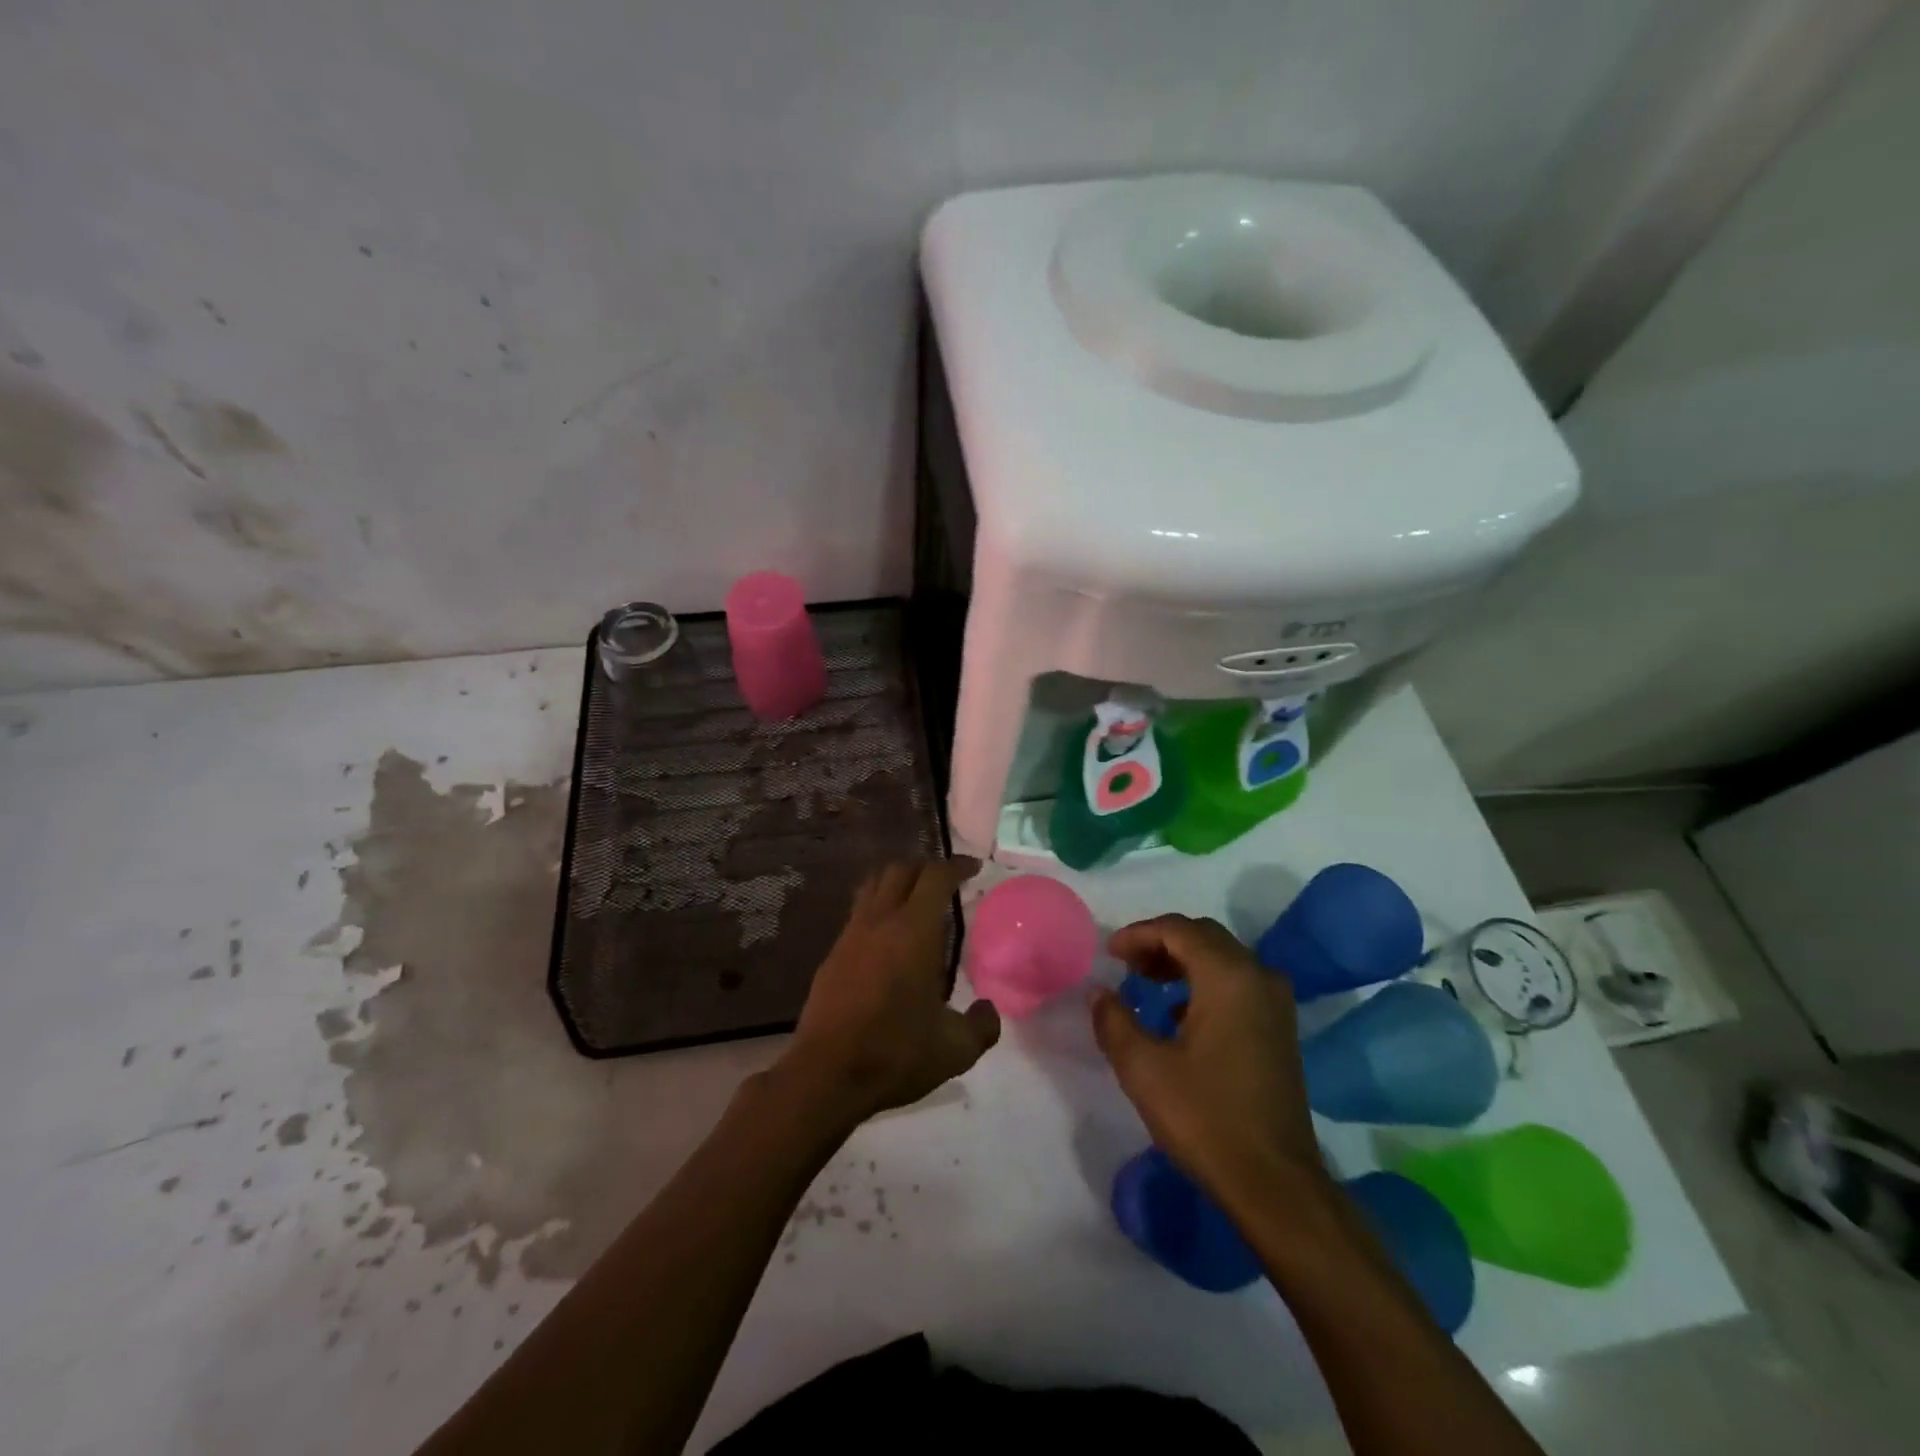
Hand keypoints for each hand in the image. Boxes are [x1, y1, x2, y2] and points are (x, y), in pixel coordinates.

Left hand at [778, 858, 999, 1128]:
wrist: (826, 1074)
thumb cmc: (896, 1054)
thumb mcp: (955, 1049)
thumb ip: (982, 1026)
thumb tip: (988, 1009)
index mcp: (914, 931)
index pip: (935, 877)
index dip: (956, 866)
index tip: (973, 869)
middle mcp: (881, 921)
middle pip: (901, 870)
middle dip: (927, 867)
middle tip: (946, 881)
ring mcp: (851, 934)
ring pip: (874, 885)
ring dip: (898, 880)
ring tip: (916, 897)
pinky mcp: (832, 953)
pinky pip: (858, 911)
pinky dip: (878, 906)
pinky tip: (888, 934)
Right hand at [1092, 914, 1322, 1202]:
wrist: (1275, 1183)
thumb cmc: (1205, 1118)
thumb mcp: (1143, 1068)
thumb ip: (1114, 1020)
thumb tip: (1099, 992)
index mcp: (1228, 976)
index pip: (1178, 930)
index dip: (1138, 934)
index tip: (1109, 953)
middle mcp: (1258, 976)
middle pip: (1203, 937)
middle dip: (1160, 942)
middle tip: (1126, 964)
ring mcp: (1275, 1003)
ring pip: (1223, 958)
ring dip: (1183, 961)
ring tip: (1146, 982)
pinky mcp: (1280, 1028)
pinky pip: (1238, 982)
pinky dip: (1205, 982)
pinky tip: (1179, 1014)